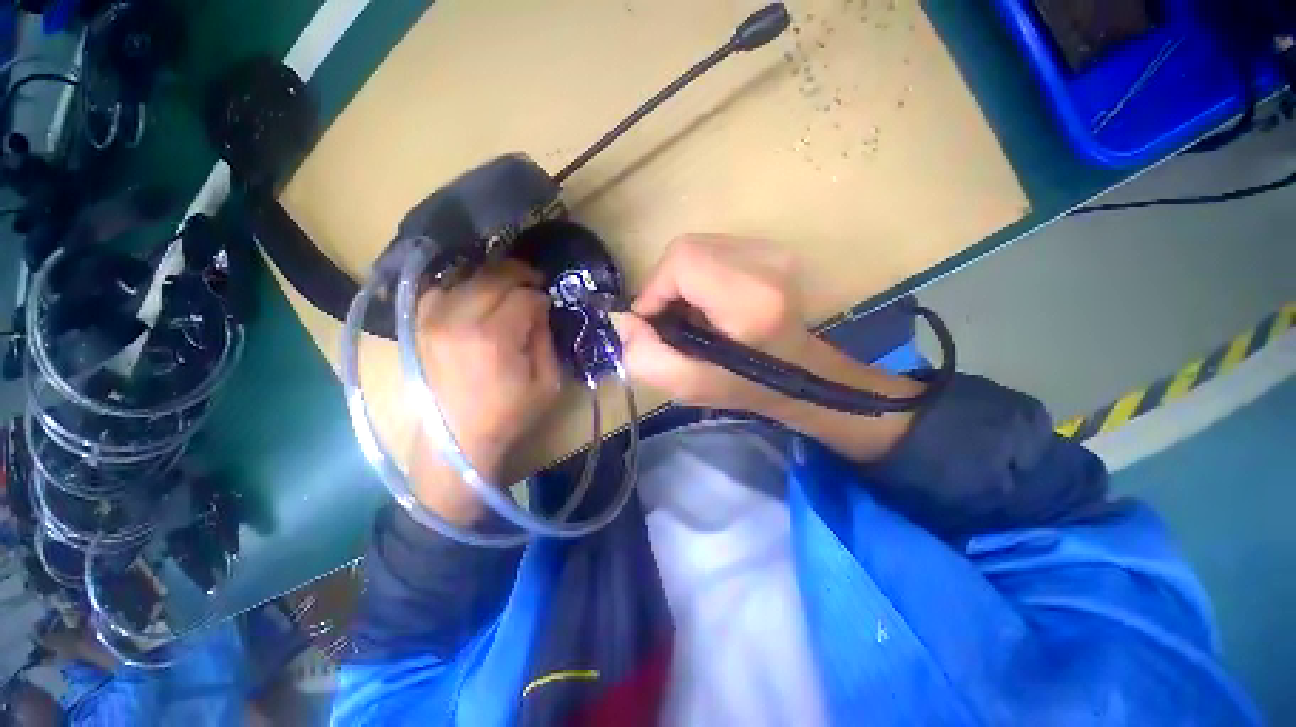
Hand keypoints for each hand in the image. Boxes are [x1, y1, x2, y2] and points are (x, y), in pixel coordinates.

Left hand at [410, 260, 561, 521]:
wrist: (457, 442)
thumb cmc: (508, 415)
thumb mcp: (547, 382)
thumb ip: (545, 339)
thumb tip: (538, 309)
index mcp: (494, 338)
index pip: (523, 296)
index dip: (540, 297)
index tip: (547, 305)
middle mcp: (458, 321)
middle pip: (493, 277)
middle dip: (519, 274)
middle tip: (534, 282)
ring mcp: (432, 321)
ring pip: (465, 276)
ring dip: (491, 277)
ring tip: (507, 286)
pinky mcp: (419, 328)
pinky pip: (437, 290)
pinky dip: (459, 285)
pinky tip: (474, 293)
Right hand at [611, 234, 815, 412]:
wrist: (799, 372)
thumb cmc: (747, 385)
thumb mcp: (690, 386)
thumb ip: (647, 358)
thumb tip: (625, 319)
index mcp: (751, 299)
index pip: (683, 261)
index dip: (655, 288)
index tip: (653, 321)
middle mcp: (767, 263)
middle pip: (686, 249)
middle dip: (665, 285)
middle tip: (670, 320)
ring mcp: (773, 250)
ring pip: (697, 246)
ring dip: (680, 280)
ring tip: (690, 312)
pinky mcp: (771, 248)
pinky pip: (713, 248)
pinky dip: (697, 273)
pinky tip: (706, 300)